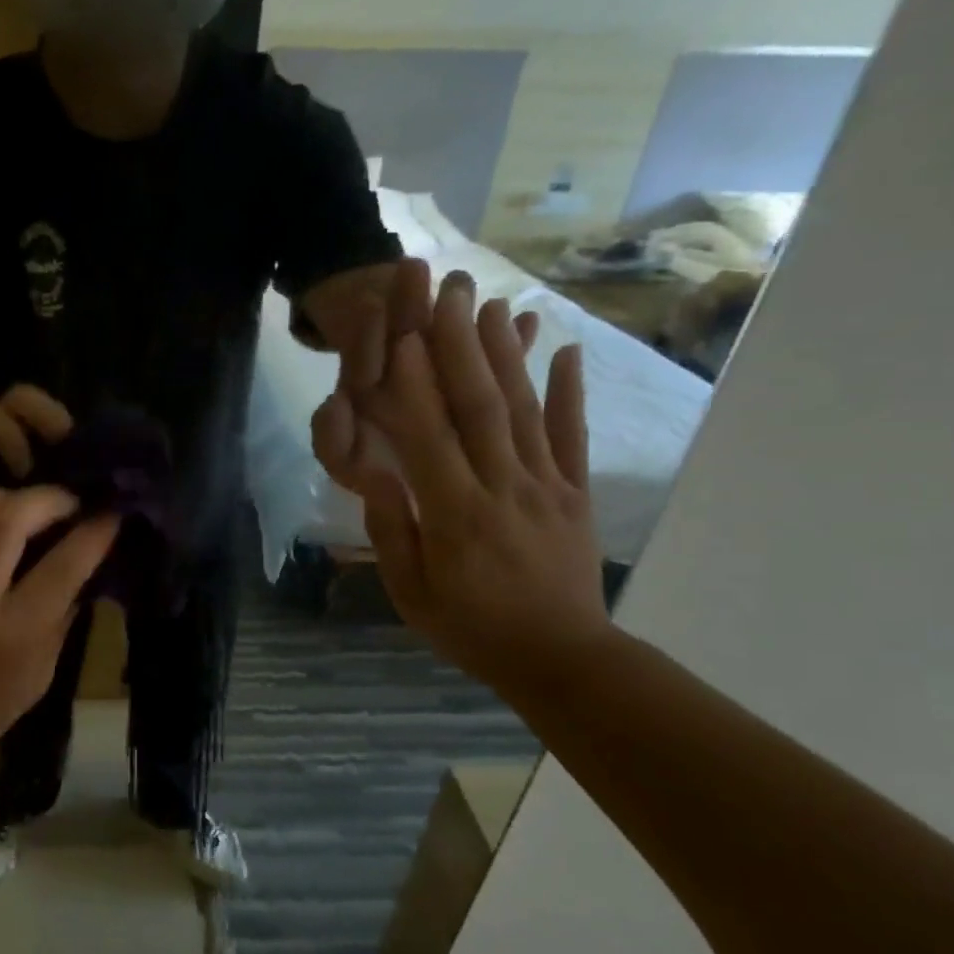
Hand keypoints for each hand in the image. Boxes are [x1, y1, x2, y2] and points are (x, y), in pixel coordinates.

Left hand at [0, 487, 118, 776]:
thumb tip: (81, 563)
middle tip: (64, 502)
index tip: (109, 516)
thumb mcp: (40, 673)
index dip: (93, 533)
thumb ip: (61, 615)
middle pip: (6, 521)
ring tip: (16, 505)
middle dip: (45, 499)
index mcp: (13, 633)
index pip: (63, 566)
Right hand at [311, 266, 607, 695]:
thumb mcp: (412, 593)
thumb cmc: (470, 628)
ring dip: (508, 356)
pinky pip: (572, 437)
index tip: (404, 338)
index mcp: (456, 515)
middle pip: (481, 408)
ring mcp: (547, 486)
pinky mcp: (576, 493)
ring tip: (494, 306)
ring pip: (525, 411)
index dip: (416, 386)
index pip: (431, 438)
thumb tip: (377, 476)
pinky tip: (565, 351)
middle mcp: (504, 488)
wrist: (560, 657)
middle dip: (461, 348)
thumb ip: (393, 532)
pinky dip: (570, 392)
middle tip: (448, 296)